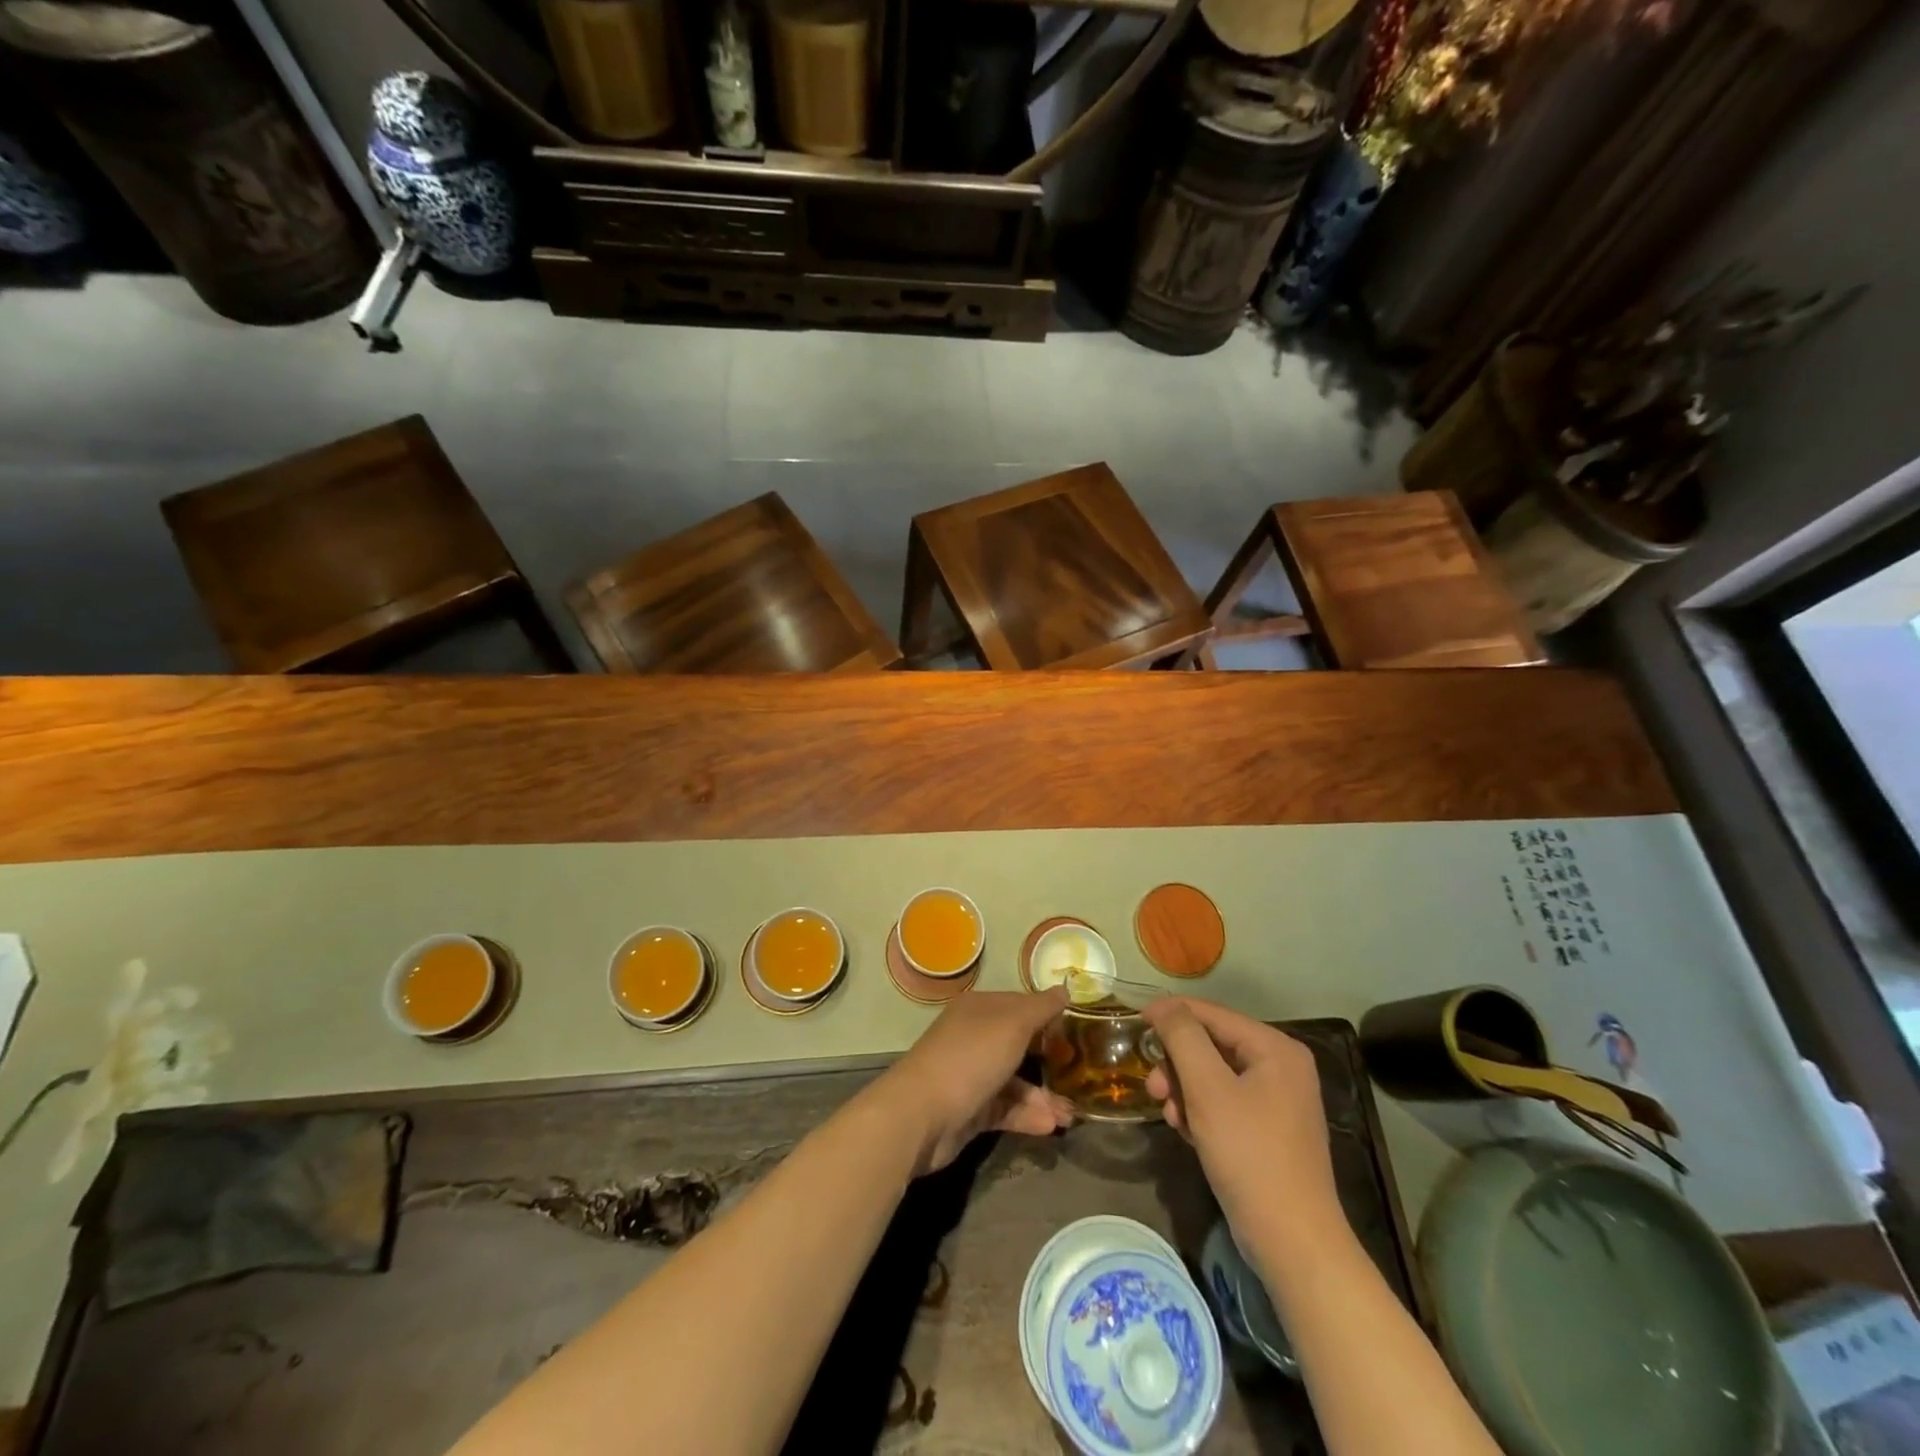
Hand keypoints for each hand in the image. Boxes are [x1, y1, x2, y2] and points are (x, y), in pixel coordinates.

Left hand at [877, 988, 1073, 1175]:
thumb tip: (1064, 990)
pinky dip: (1027, 1116)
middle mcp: (973, 1037)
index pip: (1019, 1005)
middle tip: (1081, 1075)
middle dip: (1050, 1061)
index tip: (1077, 1029)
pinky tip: (1050, 1126)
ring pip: (1014, 1082)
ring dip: (1043, 1097)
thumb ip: (1041, 1008)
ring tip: (1069, 1116)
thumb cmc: (970, 1057)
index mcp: (979, 1009)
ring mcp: (970, 1074)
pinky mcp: (969, 1110)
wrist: (922, 1114)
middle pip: (1018, 1045)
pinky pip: (1005, 1109)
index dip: (1047, 1015)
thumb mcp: (1012, 1024)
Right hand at [1142, 998, 1344, 1256]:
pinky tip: (1188, 1133)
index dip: (1172, 1015)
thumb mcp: (1207, 1089)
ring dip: (1185, 1091)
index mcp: (1276, 1048)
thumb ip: (1183, 1037)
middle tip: (1153, 1088)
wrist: (1292, 1243)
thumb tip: (1164, 1004)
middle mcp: (1282, 1067)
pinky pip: (1225, 1103)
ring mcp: (1279, 1101)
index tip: (1135, 1022)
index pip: (1213, 1014)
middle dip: (1178, 1064)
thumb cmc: (1249, 1155)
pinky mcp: (1270, 1131)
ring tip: (1171, 1118)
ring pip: (1214, 1076)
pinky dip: (1202, 1112)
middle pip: (1212, 1045)